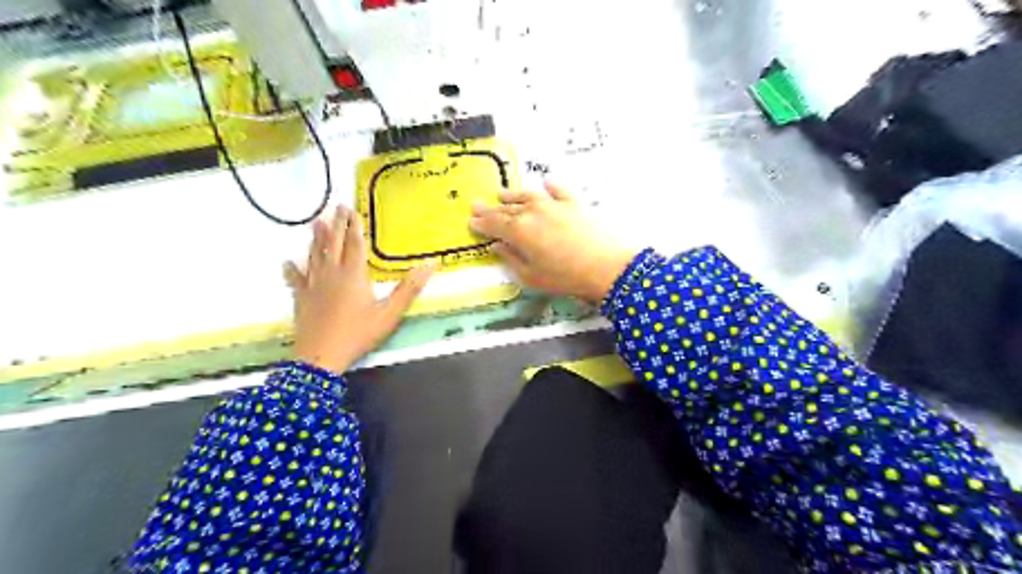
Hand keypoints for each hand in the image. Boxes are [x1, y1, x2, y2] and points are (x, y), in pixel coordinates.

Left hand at [282, 205, 434, 371]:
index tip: (351, 209)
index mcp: (353, 275)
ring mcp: (313, 286)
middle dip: (336, 224)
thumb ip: (409, 288)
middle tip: (335, 206)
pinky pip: (296, 280)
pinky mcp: (302, 299)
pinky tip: (287, 263)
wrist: (321, 357)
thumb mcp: (390, 313)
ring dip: (316, 238)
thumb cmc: (359, 334)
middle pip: (333, 244)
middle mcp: (331, 274)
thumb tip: (430, 265)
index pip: (354, 244)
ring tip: (316, 222)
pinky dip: (292, 270)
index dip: (354, 226)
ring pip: (314, 256)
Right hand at [467, 183, 636, 303]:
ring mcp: (554, 205)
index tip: (470, 221)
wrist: (606, 266)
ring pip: (528, 196)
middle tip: (477, 205)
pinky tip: (546, 183)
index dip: (481, 223)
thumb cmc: (565, 277)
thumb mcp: (531, 276)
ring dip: (513, 194)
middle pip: (507, 208)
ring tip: (502, 193)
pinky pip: (559, 190)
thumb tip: (496, 246)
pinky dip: (550, 186)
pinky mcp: (574, 203)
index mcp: (518, 231)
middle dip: (491, 208)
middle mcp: (532, 212)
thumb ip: (511, 259)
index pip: (493, 224)